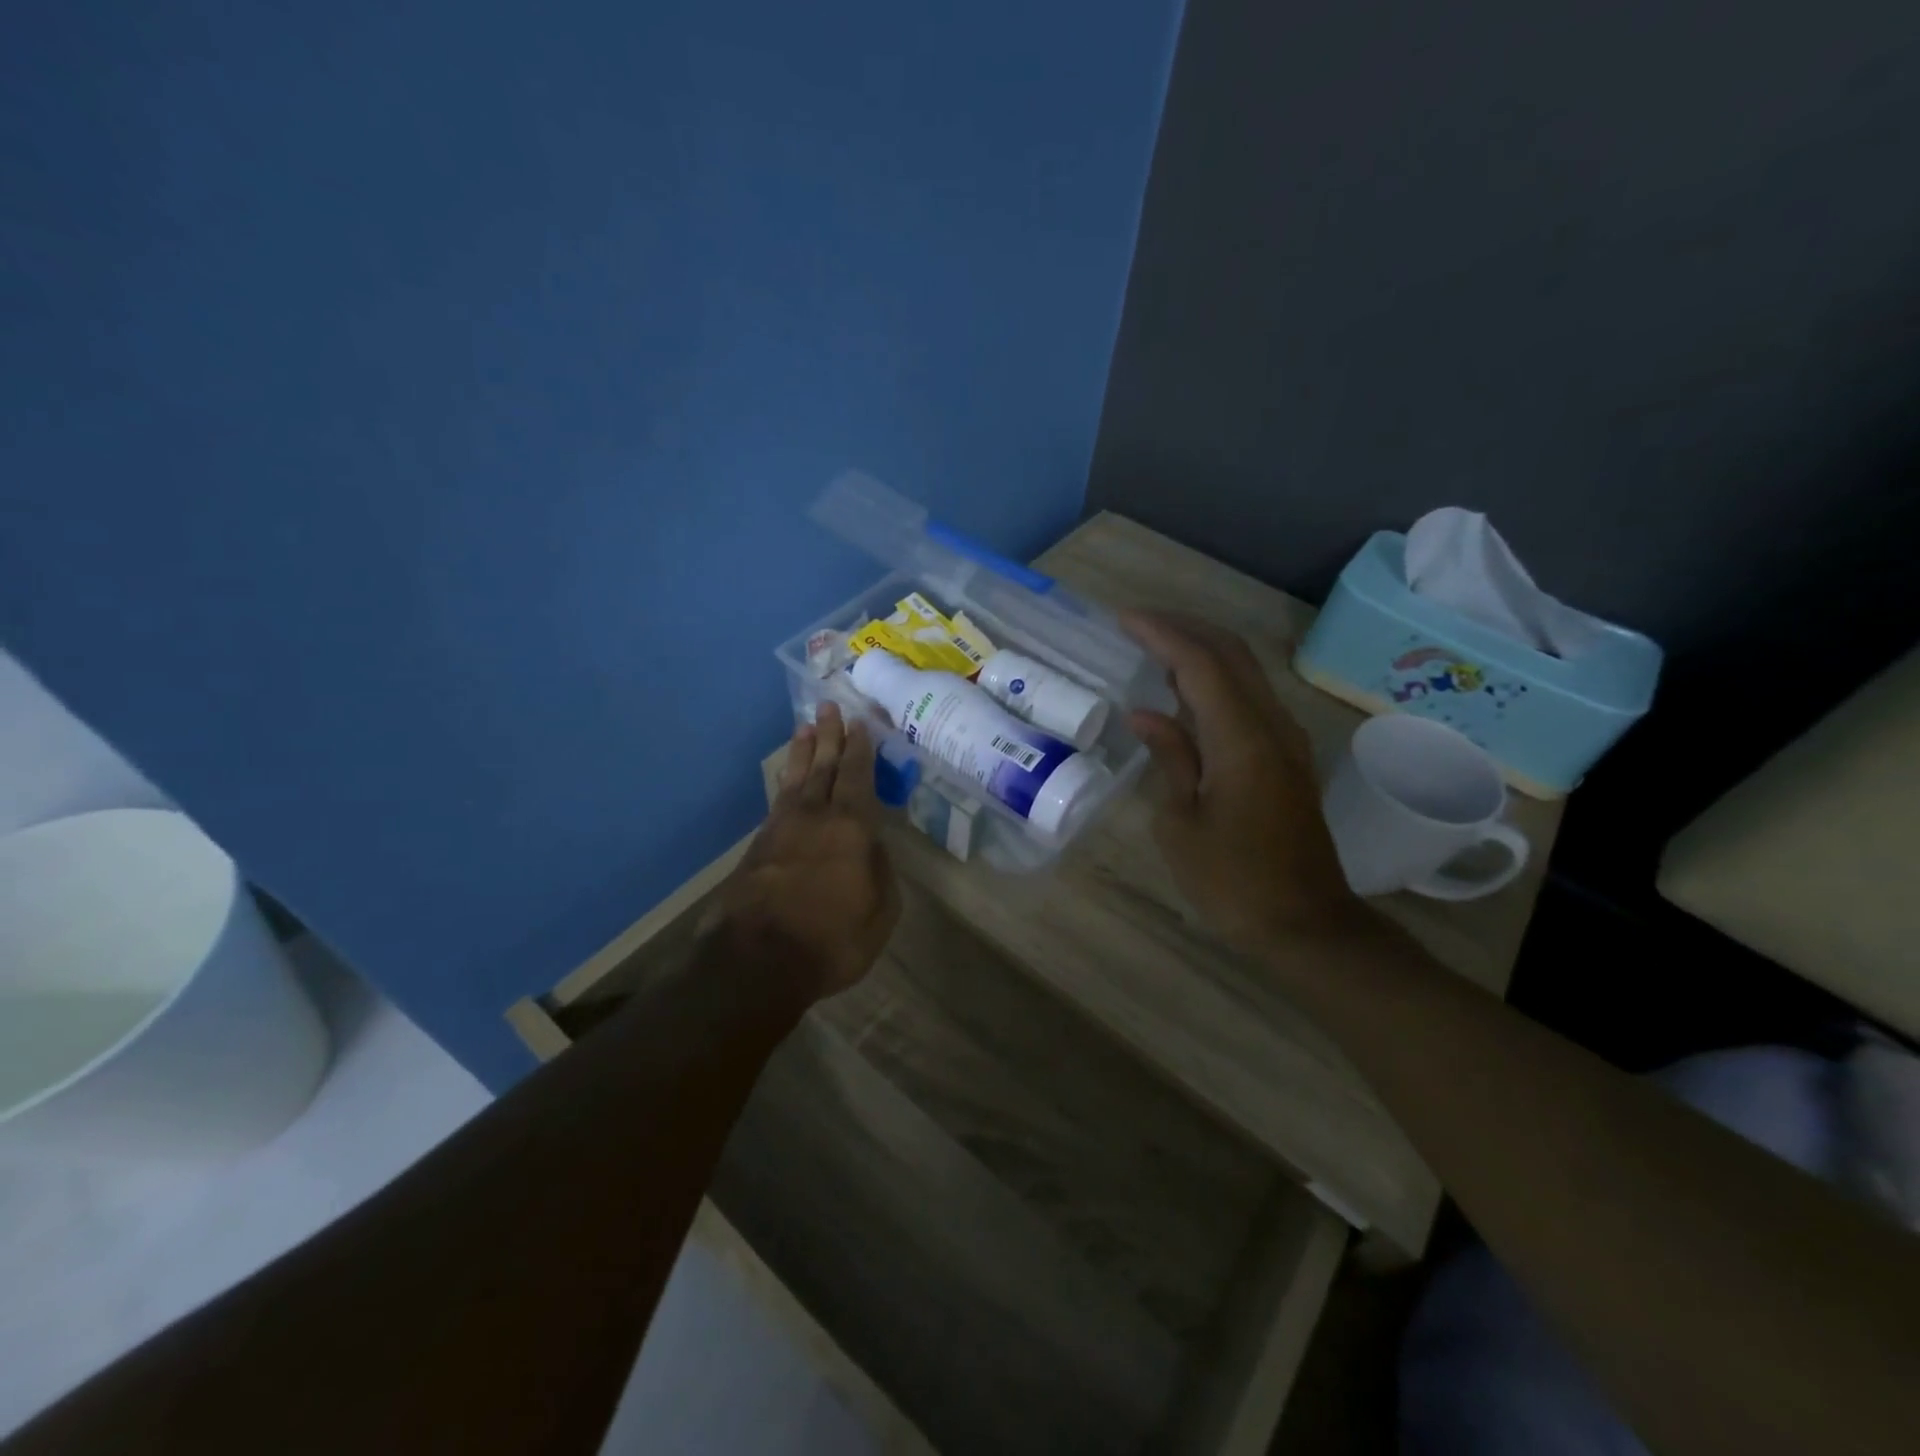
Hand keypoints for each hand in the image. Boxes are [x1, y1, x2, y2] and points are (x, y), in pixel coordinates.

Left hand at [707, 702, 900, 1003]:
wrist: (757, 960)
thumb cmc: (832, 938)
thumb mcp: (881, 911)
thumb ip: (881, 871)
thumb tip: (872, 846)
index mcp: (851, 826)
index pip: (857, 775)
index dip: (860, 748)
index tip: (860, 722)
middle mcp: (815, 816)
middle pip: (824, 766)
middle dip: (830, 735)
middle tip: (830, 706)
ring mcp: (782, 828)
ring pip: (797, 778)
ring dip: (804, 751)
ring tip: (806, 727)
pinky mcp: (758, 846)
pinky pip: (778, 799)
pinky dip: (786, 780)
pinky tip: (787, 776)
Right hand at [1122, 612, 1362, 949]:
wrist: (1305, 925)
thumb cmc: (1232, 882)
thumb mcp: (1181, 824)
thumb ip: (1169, 758)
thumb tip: (1146, 713)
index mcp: (1241, 740)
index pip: (1200, 664)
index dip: (1162, 634)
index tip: (1123, 619)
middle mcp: (1271, 726)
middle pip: (1231, 654)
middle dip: (1184, 628)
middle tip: (1137, 625)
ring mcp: (1286, 740)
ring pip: (1245, 672)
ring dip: (1202, 650)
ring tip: (1155, 649)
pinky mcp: (1288, 757)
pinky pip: (1251, 698)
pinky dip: (1217, 680)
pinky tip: (1186, 693)